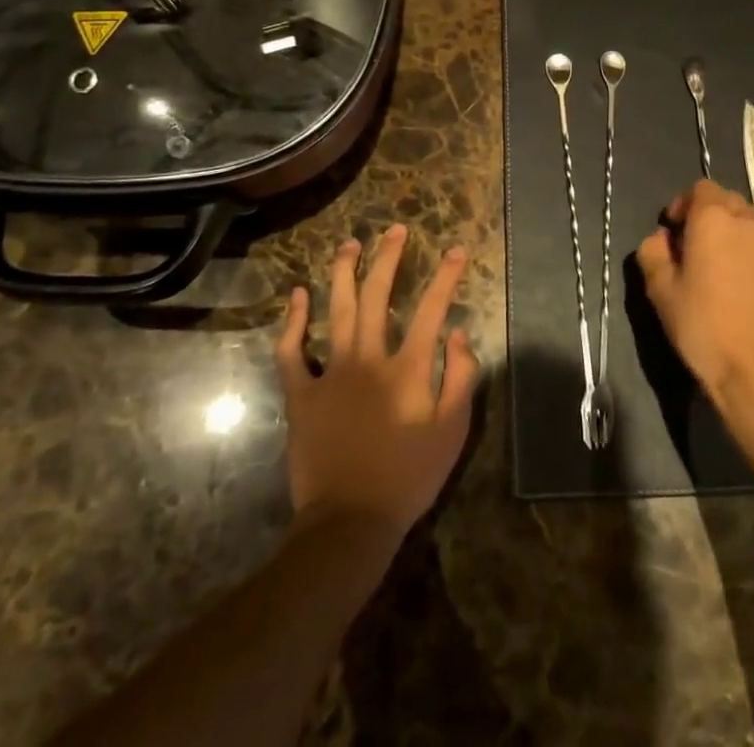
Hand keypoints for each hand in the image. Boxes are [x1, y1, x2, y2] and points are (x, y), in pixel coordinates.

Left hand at [275, 224, 478, 544]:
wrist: (349, 522)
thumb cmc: (408, 478)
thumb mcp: (452, 432)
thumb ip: (461, 378)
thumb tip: (459, 333)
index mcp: (407, 369)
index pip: (432, 310)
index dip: (446, 277)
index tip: (456, 250)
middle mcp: (368, 359)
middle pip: (377, 296)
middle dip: (388, 258)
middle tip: (395, 230)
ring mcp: (330, 373)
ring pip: (336, 310)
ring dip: (343, 273)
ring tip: (350, 244)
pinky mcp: (301, 394)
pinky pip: (292, 351)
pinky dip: (294, 321)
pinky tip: (298, 295)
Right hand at [636, 179, 753, 403]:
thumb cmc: (703, 325)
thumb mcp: (660, 290)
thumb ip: (653, 253)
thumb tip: (661, 240)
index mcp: (714, 218)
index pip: (699, 189)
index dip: (682, 205)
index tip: (671, 232)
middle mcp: (747, 221)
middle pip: (724, 200)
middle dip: (705, 215)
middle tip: (689, 247)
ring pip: (745, 221)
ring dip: (727, 231)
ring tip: (712, 266)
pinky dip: (744, 250)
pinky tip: (734, 282)